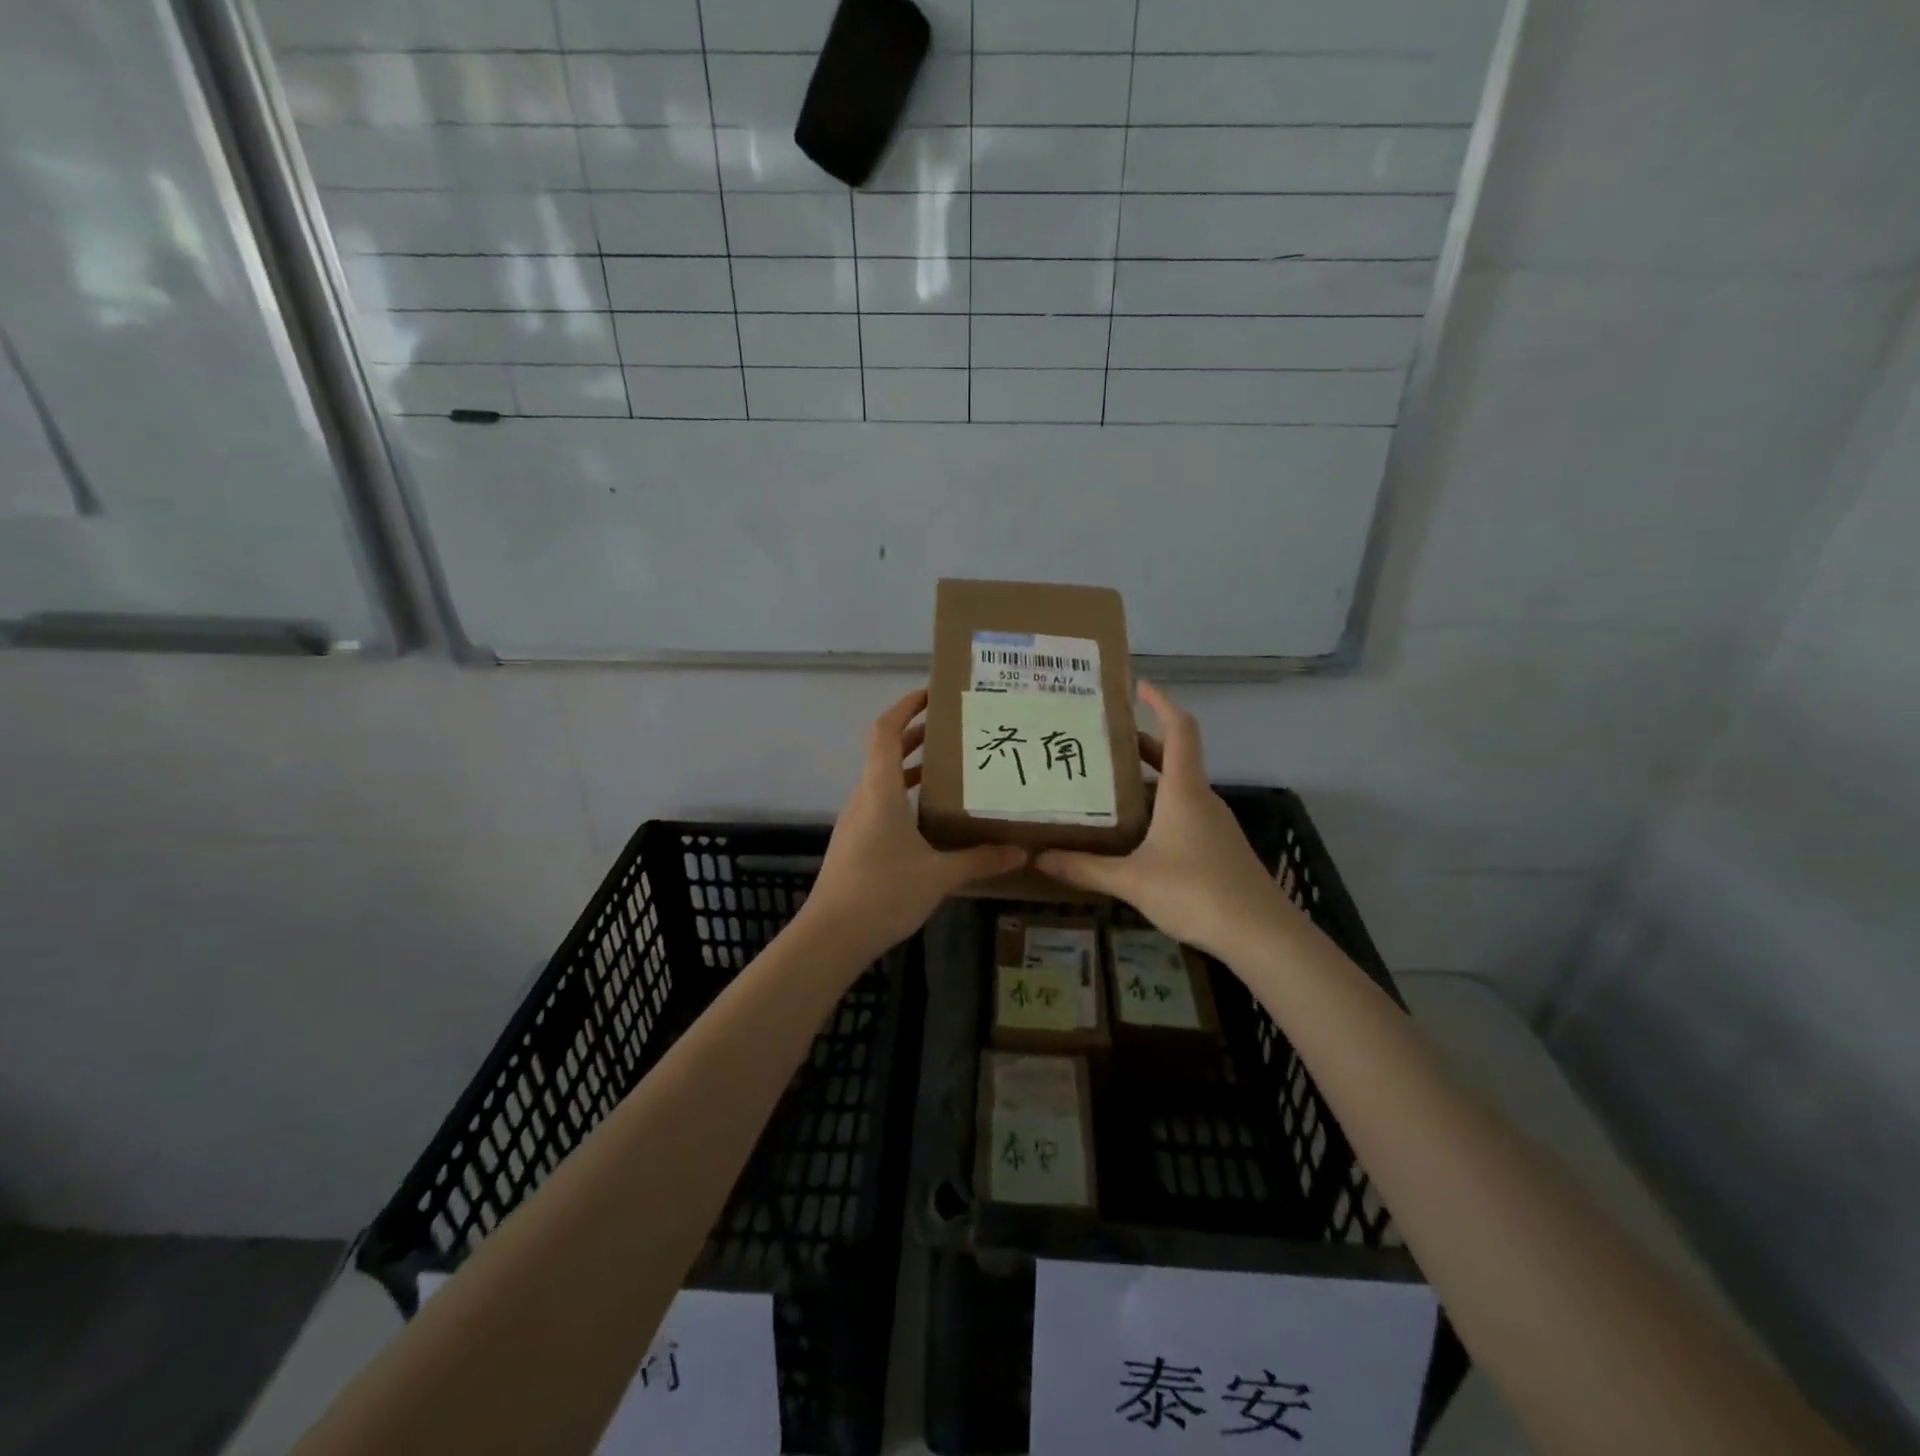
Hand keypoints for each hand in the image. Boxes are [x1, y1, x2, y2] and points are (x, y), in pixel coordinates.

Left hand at [801, 688, 1028, 962]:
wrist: (831, 936)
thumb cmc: (884, 892)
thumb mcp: (939, 875)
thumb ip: (980, 859)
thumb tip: (1021, 851)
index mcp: (880, 790)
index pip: (884, 731)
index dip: (904, 707)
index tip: (930, 694)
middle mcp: (864, 797)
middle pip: (885, 752)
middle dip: (916, 736)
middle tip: (955, 730)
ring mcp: (855, 821)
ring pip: (882, 780)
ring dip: (911, 768)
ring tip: (950, 768)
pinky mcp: (854, 842)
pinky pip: (880, 804)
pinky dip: (903, 796)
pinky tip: (930, 817)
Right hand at [1037, 682, 1300, 965]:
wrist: (1261, 934)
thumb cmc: (1196, 892)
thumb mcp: (1132, 880)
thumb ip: (1085, 868)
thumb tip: (1039, 858)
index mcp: (1184, 791)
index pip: (1179, 730)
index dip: (1161, 703)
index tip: (1138, 686)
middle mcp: (1201, 798)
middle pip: (1173, 757)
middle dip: (1139, 745)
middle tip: (1100, 742)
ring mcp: (1213, 824)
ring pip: (1177, 788)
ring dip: (1146, 780)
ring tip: (1106, 785)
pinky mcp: (1218, 847)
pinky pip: (1184, 813)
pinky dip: (1158, 808)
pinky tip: (1133, 832)